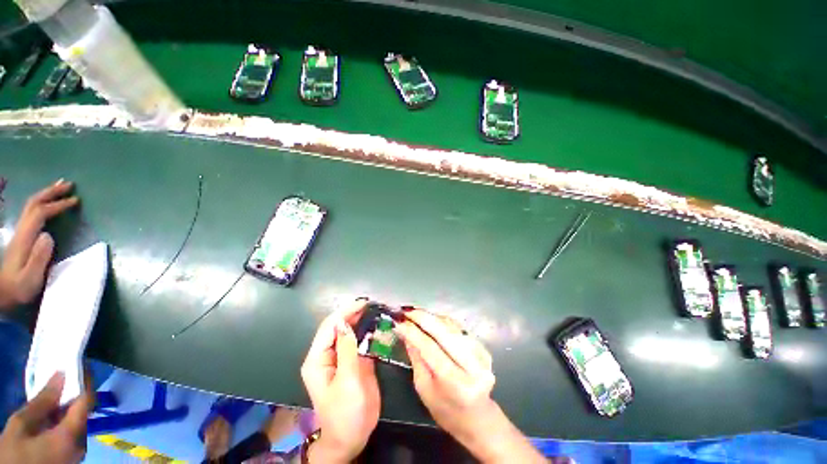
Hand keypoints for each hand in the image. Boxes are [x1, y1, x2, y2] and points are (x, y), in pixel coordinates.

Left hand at [0, 180, 78, 308]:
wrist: (3, 295)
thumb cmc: (19, 290)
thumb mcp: (30, 279)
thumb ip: (38, 258)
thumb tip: (49, 236)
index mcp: (25, 239)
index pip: (40, 213)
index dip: (57, 205)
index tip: (76, 201)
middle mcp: (21, 231)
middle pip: (33, 204)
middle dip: (50, 192)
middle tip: (69, 184)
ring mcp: (20, 233)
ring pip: (31, 206)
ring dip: (46, 194)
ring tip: (60, 187)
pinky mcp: (22, 237)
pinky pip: (31, 213)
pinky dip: (42, 203)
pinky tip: (48, 203)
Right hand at [0, 372, 92, 463]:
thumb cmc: (13, 457)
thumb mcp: (21, 425)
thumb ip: (43, 401)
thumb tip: (61, 375)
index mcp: (73, 434)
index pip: (87, 400)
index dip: (84, 380)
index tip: (78, 362)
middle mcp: (81, 443)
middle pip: (83, 410)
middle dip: (75, 391)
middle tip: (64, 373)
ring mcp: (77, 452)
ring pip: (77, 420)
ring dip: (68, 404)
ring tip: (55, 387)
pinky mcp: (70, 456)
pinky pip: (71, 431)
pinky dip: (64, 417)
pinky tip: (51, 410)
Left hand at [301, 299, 379, 462]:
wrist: (353, 436)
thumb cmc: (345, 413)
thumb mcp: (346, 381)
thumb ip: (346, 350)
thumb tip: (344, 322)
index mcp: (318, 359)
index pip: (329, 327)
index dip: (345, 312)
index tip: (363, 303)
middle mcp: (328, 354)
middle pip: (338, 326)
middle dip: (353, 313)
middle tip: (372, 303)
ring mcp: (342, 357)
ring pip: (349, 331)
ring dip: (361, 319)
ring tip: (375, 309)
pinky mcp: (354, 360)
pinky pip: (359, 341)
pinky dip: (368, 330)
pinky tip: (377, 324)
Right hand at [396, 309, 544, 462]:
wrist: (477, 417)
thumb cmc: (446, 410)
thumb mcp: (424, 388)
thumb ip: (417, 358)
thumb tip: (405, 332)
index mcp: (456, 384)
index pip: (431, 349)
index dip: (413, 333)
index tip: (398, 322)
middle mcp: (473, 366)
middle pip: (445, 333)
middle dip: (423, 318)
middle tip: (407, 311)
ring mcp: (481, 355)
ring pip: (453, 327)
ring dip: (432, 317)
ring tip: (416, 313)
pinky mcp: (483, 348)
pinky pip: (459, 329)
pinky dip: (443, 321)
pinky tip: (431, 319)